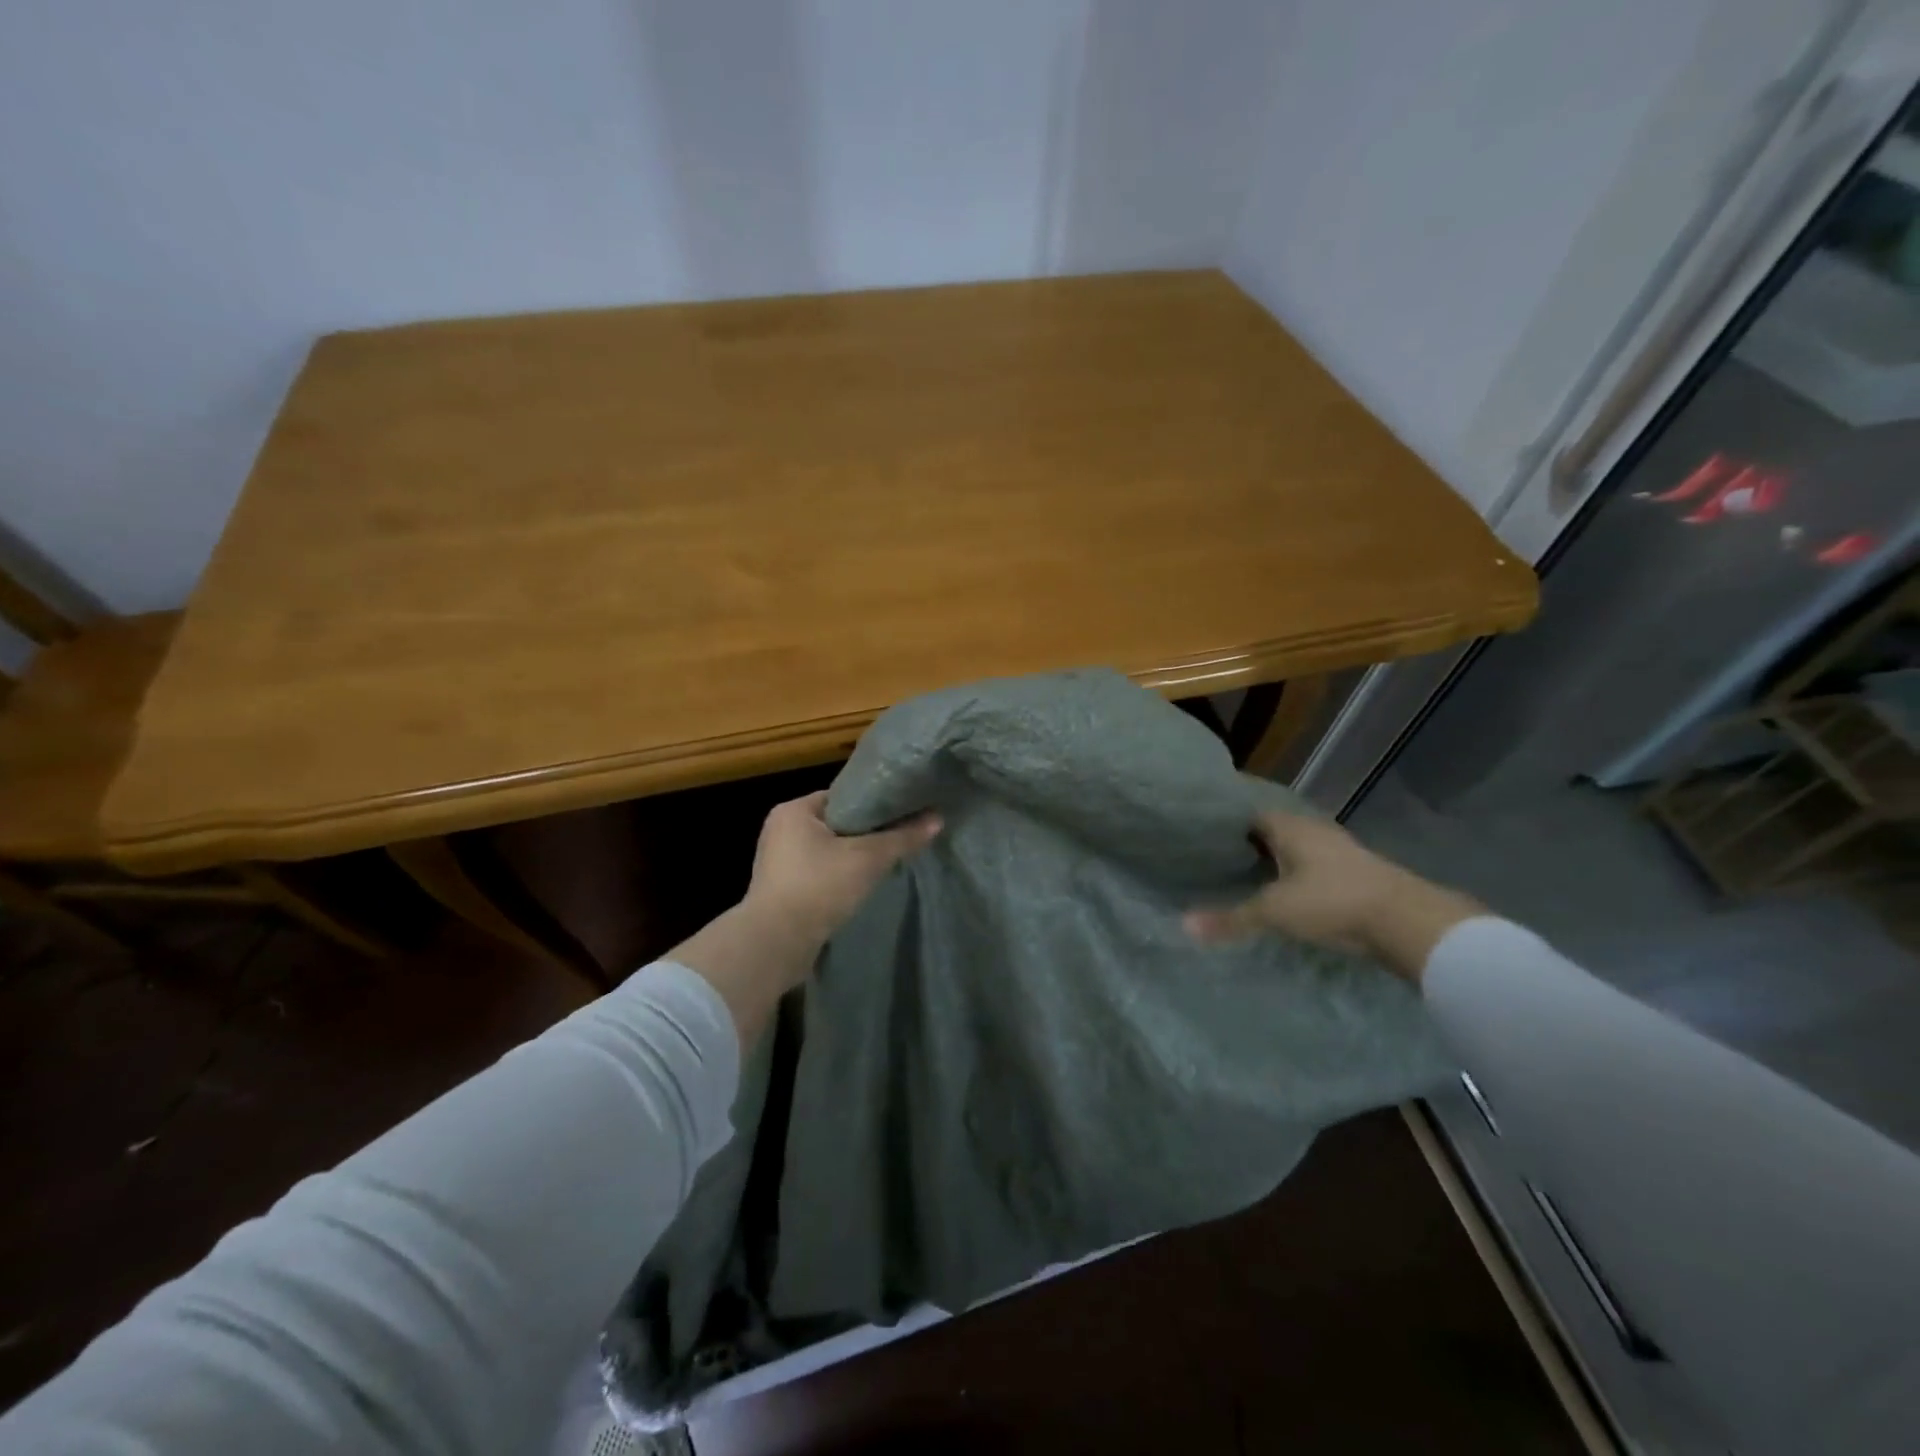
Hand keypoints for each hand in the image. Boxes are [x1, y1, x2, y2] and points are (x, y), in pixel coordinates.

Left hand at [670, 792, 941, 1049]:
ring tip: (886, 863)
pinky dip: (839, 877)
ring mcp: (778, 861)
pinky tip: (862, 887)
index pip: (843, 796)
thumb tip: (938, 819)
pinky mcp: (781, 890)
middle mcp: (781, 830)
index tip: (902, 813)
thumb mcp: (867, 859)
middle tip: (899, 839)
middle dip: (866, 833)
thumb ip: (902, 838)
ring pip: (828, 850)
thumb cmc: (819, 887)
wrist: (776, 944)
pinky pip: (818, 873)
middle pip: (837, 823)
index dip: (874, 804)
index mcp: (794, 810)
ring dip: (853, 858)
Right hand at [1183, 810, 1480, 982]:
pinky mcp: (1360, 874)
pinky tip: (1291, 893)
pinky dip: (1302, 876)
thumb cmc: (1332, 902)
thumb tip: (1184, 925)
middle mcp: (1315, 830)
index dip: (1230, 823)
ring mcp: (1341, 851)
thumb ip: (1231, 918)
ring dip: (1280, 860)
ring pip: (1300, 849)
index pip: (1251, 814)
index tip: (1207, 836)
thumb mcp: (1274, 912)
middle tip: (1223, 858)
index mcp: (1290, 827)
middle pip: (1276, 830)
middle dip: (1253, 842)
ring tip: (1251, 876)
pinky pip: (1319, 867)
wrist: (1408, 921)